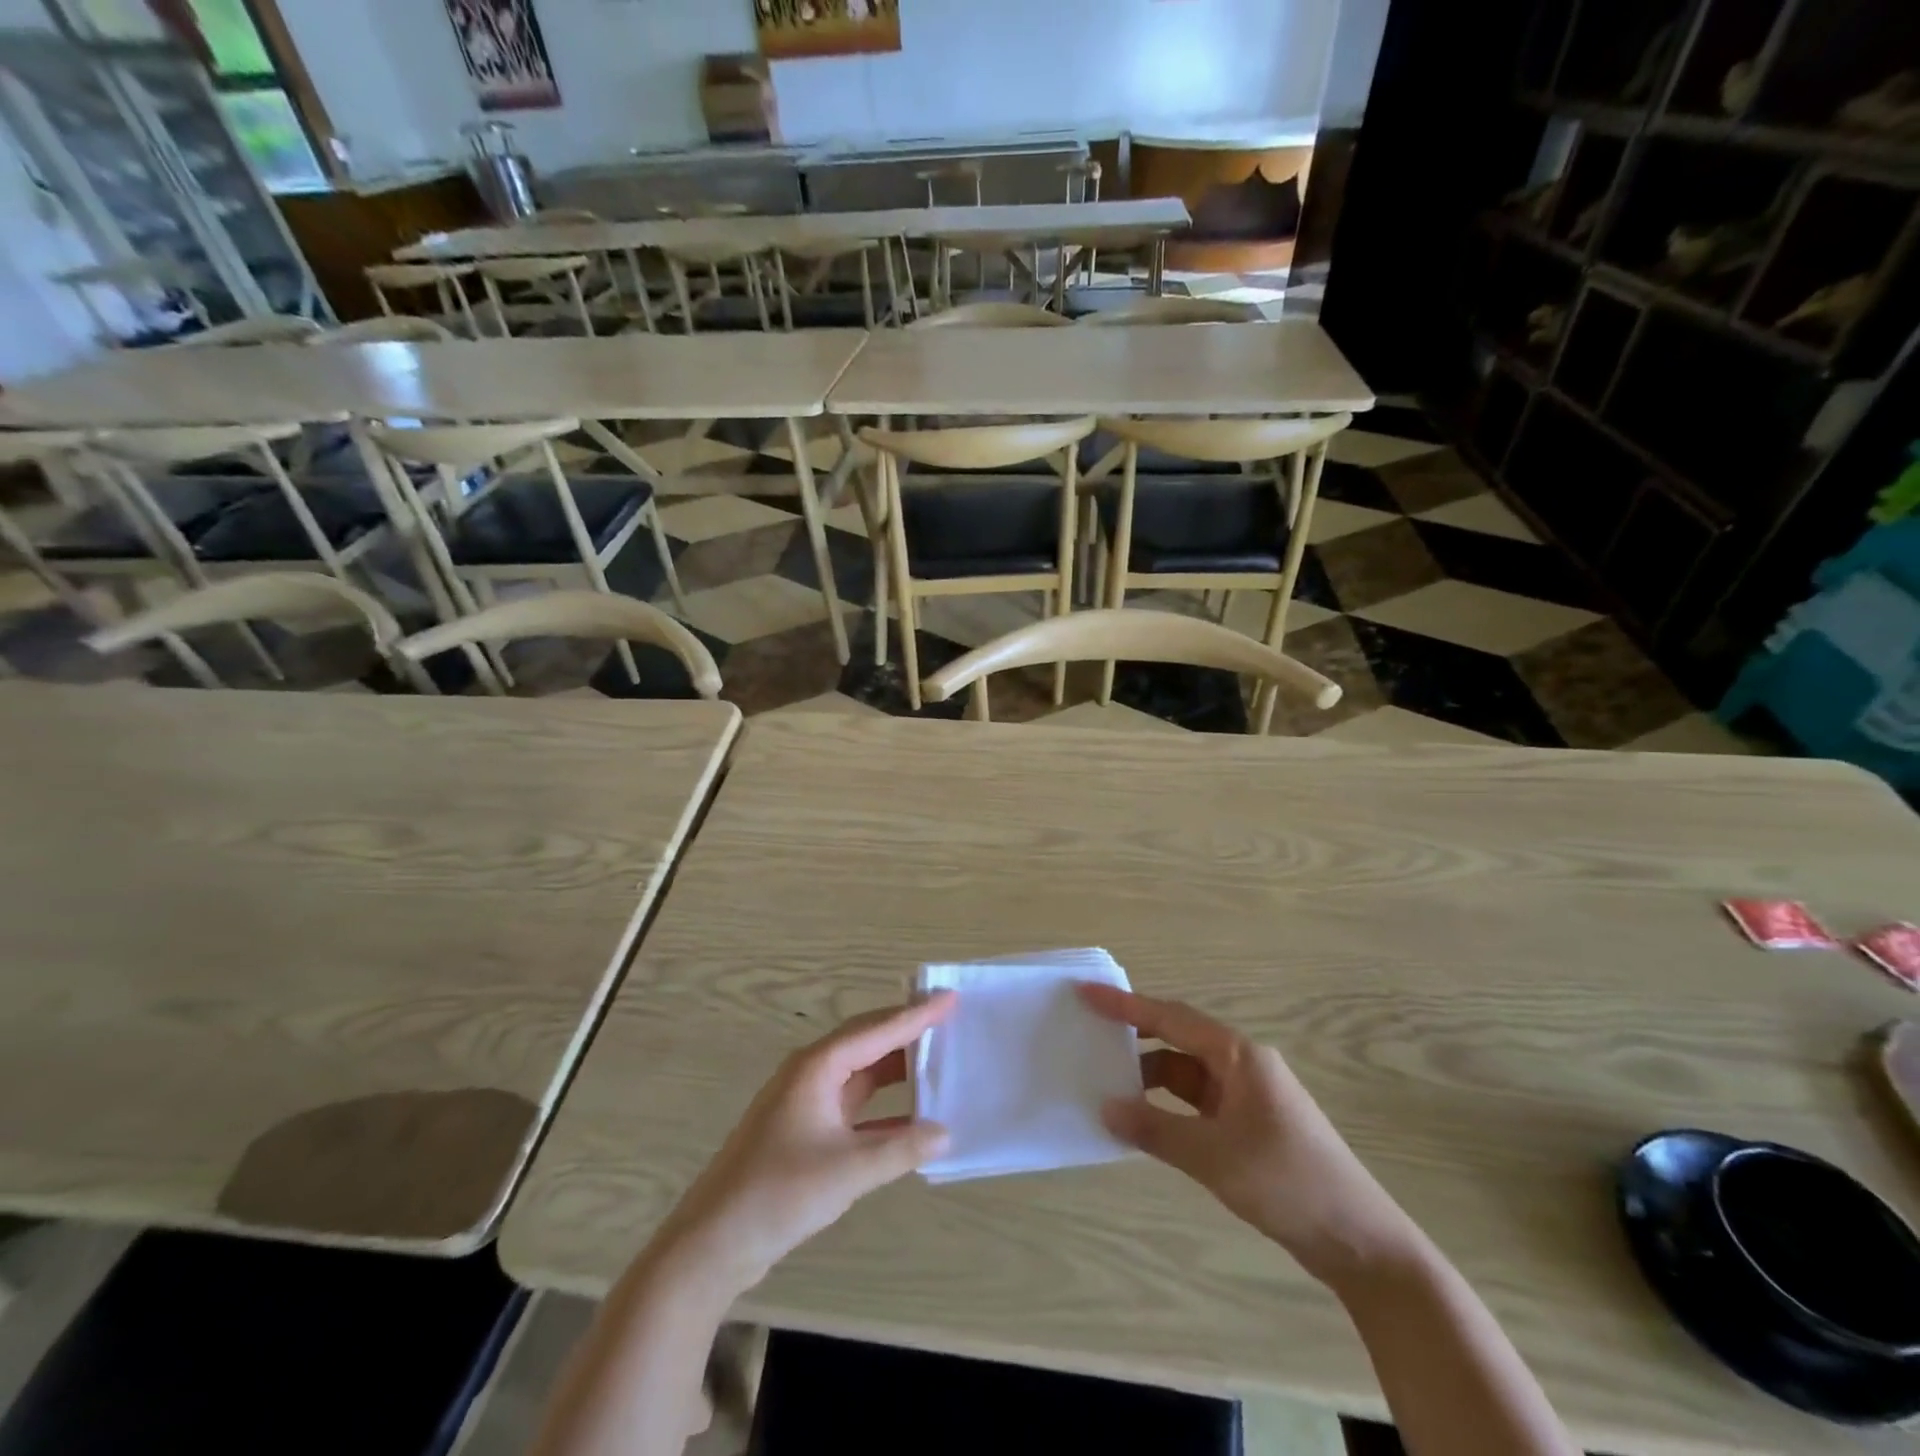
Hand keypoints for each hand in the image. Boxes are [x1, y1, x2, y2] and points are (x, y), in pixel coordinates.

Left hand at [654, 994, 955, 1294]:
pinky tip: (912, 1118)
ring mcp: (806, 1102)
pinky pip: (854, 1104)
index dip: (916, 1015)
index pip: (877, 1031)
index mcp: (818, 1067)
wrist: (712, 1243)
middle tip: (948, 1020)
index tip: (950, 997)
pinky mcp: (805, 1131)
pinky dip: (883, 1107)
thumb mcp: (847, 1170)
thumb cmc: (778, 1193)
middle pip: (867, 1042)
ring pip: (861, 1073)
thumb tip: (945, 1133)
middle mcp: (811, 1074)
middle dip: (907, 1031)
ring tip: (936, 1059)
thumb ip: (901, 1148)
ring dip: (896, 1069)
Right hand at [1079, 983, 1417, 1284]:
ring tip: (1106, 1083)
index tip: (1087, 993)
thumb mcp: (1215, 1157)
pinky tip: (1143, 1120)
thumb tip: (1105, 1108)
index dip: (1126, 1005)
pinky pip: (1196, 1101)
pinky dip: (1167, 1106)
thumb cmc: (1288, 1183)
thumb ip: (1156, 1130)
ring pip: (1185, 1072)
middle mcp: (1242, 1064)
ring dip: (1149, 1076)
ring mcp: (1246, 1094)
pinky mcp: (1248, 1124)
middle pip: (1177, 1037)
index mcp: (1239, 1055)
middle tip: (1089, 1033)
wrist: (1361, 1242)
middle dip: (1134, 1035)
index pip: (1171, 1018)